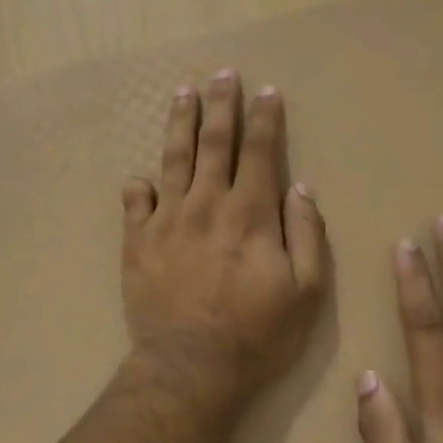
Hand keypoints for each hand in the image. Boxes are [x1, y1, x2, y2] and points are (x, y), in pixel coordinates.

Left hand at [121, 69, 327, 404]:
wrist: (191, 367)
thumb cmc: (257, 334)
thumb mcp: (306, 291)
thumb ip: (307, 235)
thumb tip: (300, 188)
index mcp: (250, 213)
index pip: (260, 152)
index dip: (265, 119)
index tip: (268, 92)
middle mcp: (207, 204)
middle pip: (214, 142)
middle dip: (221, 105)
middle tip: (223, 74)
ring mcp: (167, 220)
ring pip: (173, 159)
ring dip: (180, 123)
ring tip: (182, 94)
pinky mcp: (137, 242)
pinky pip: (135, 203)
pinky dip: (139, 187)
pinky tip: (141, 177)